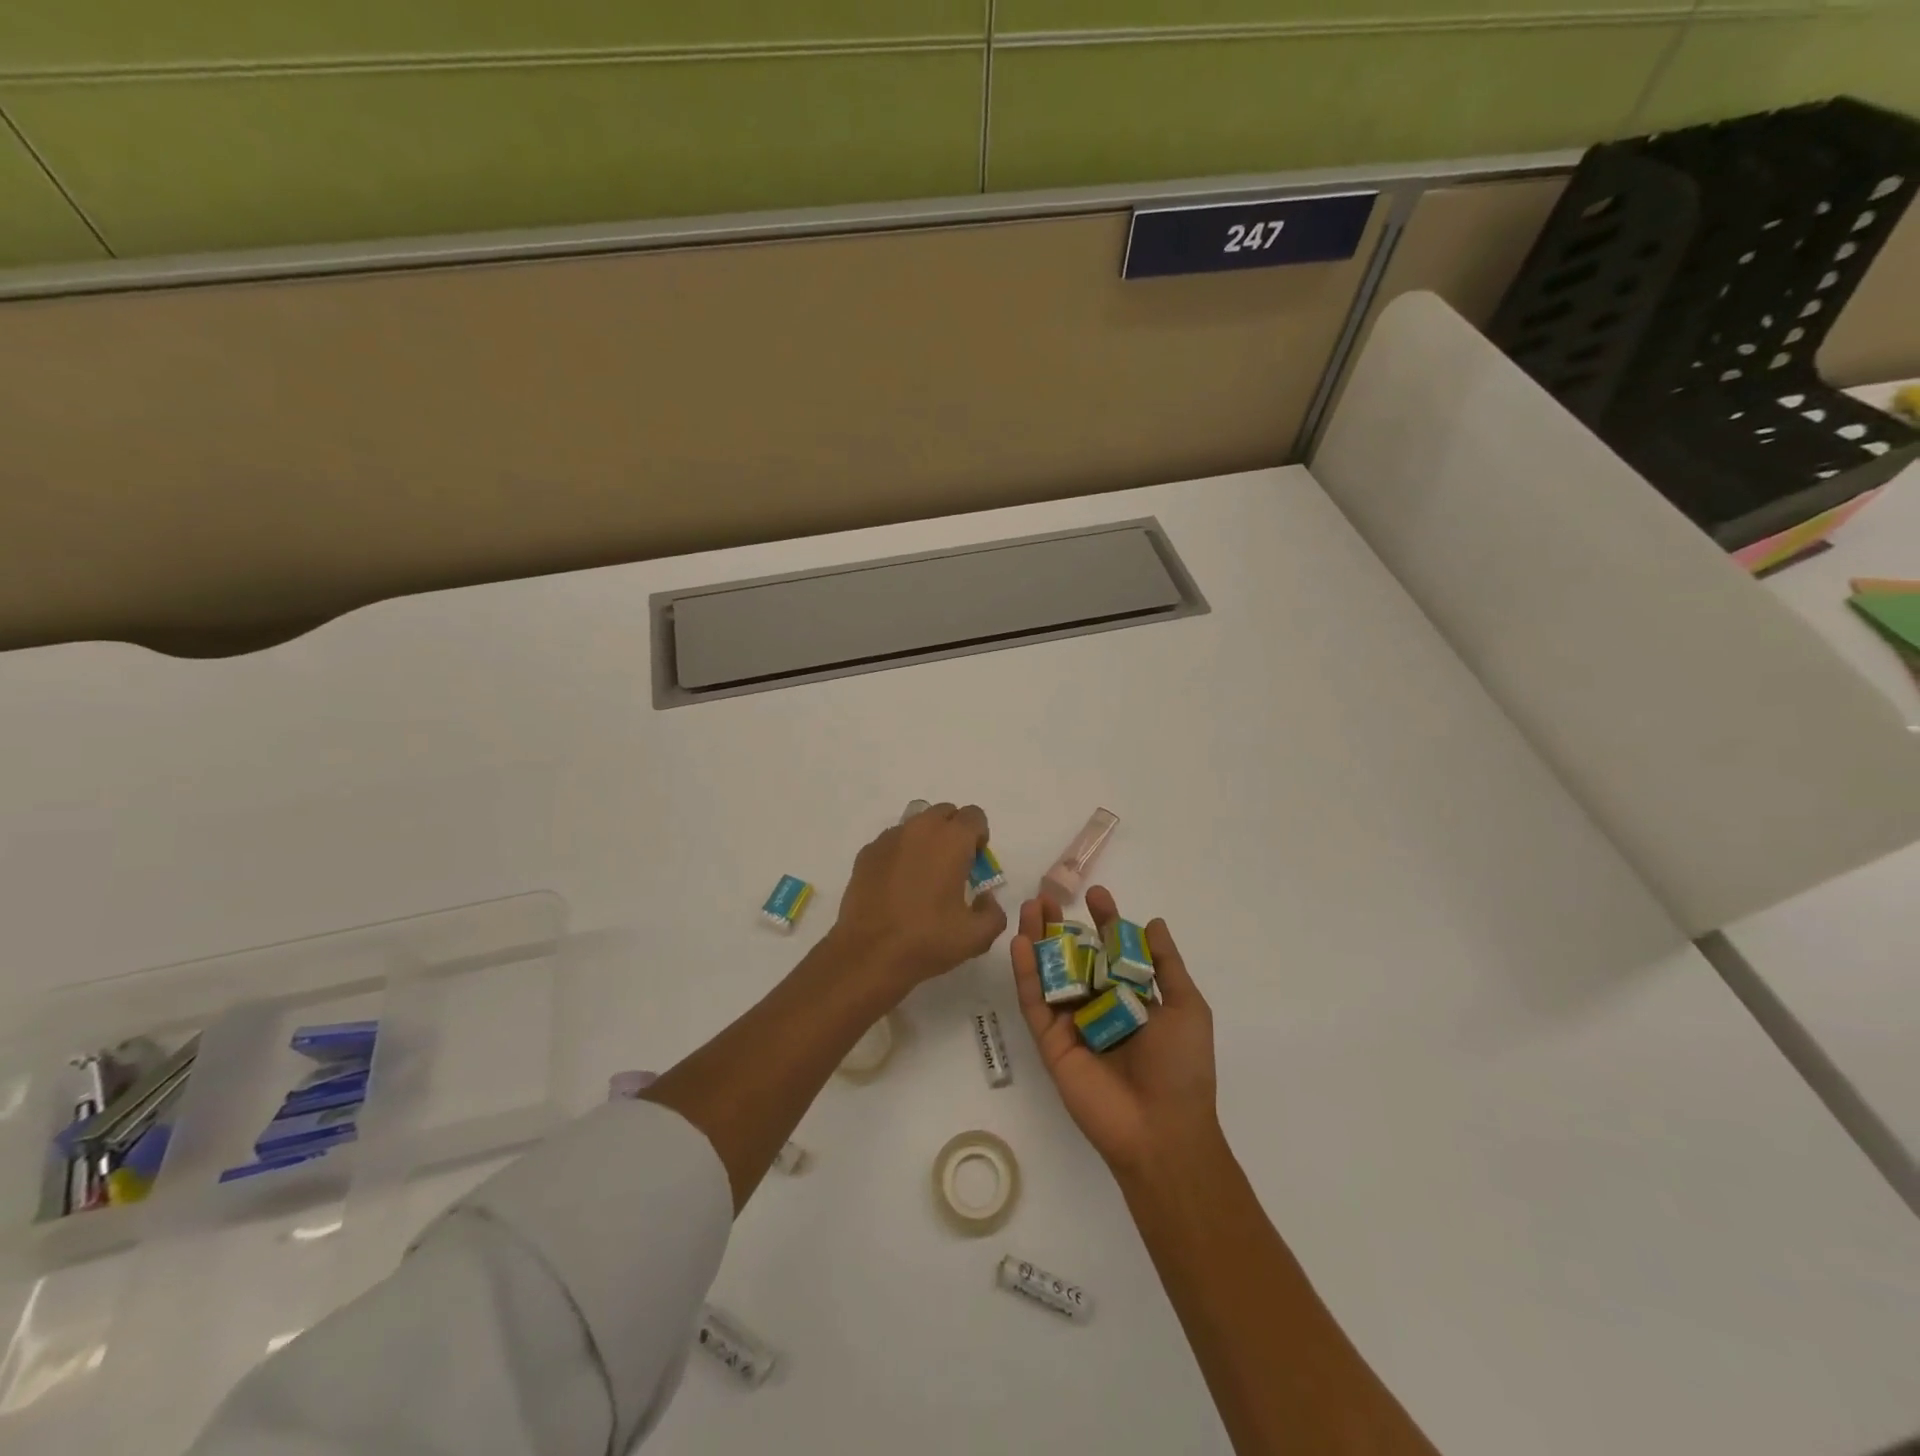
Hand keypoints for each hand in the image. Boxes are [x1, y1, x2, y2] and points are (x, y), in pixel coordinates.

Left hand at [829, 802, 1007, 996]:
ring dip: (927, 840)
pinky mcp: (866, 853)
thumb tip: (986, 899)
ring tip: (923, 876)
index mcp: (951, 840)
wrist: (868, 954)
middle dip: (954, 833)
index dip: (979, 837)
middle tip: (953, 867)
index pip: (974, 816)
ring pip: (916, 824)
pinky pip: (892, 842)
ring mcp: (889, 838)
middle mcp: (920, 829)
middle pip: (945, 813)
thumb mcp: (977, 936)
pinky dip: (901, 854)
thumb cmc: (927, 941)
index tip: (976, 864)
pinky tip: (897, 886)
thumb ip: (993, 912)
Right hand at [1010, 886, 1217, 1175]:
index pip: (1112, 951)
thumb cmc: (1182, 1066)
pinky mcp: (1050, 1042)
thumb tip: (1153, 922)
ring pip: (1050, 974)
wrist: (1162, 1129)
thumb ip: (1166, 964)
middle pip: (1074, 957)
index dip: (1104, 922)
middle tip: (1046, 897)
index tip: (1096, 895)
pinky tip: (1021, 943)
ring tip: (1029, 909)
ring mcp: (1072, 1023)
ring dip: (1038, 941)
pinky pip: (1036, 1003)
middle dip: (1061, 927)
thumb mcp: (1187, 1007)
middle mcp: (1099, 1006)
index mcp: (1131, 997)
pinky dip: (1026, 973)